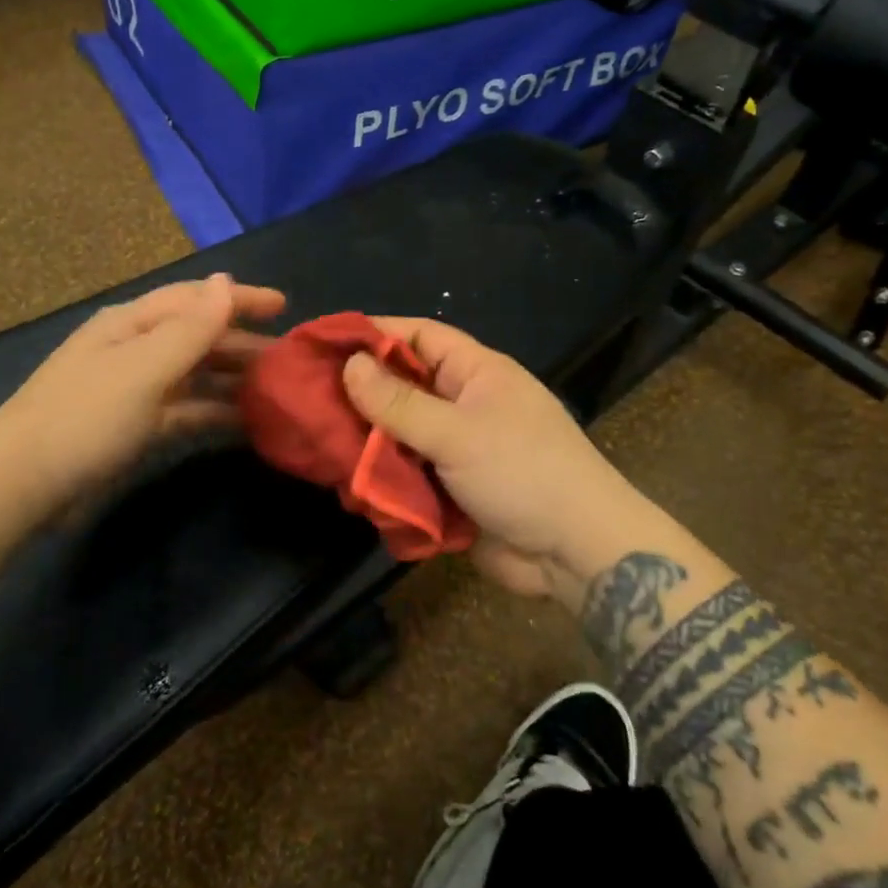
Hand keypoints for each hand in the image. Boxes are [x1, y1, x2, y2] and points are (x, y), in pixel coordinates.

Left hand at [0, 275, 285, 509]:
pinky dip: (213, 412)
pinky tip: (244, 423)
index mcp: (130, 323)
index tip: (284, 305)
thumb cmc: (86, 417)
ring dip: (231, 378)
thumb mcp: (144, 368)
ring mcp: (133, 390)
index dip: (239, 299)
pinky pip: (185, 411)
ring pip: (194, 375)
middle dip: (241, 342)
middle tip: (288, 356)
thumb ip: (191, 328)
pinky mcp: (134, 428)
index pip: (194, 299)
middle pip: (196, 336)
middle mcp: (133, 349)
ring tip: (275, 388)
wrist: (22, 486)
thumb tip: (225, 280)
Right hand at [342, 318, 657, 598]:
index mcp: (476, 372)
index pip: (419, 336)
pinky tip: (351, 485)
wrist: (577, 553)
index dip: (375, 334)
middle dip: (362, 395)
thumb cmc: (522, 472)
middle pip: (404, 386)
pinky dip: (385, 478)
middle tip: (309, 400)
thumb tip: (350, 364)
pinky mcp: (453, 488)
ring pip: (401, 434)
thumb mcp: (456, 432)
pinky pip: (410, 473)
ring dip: (369, 443)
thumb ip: (399, 403)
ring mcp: (459, 447)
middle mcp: (465, 403)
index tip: (326, 342)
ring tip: (320, 444)